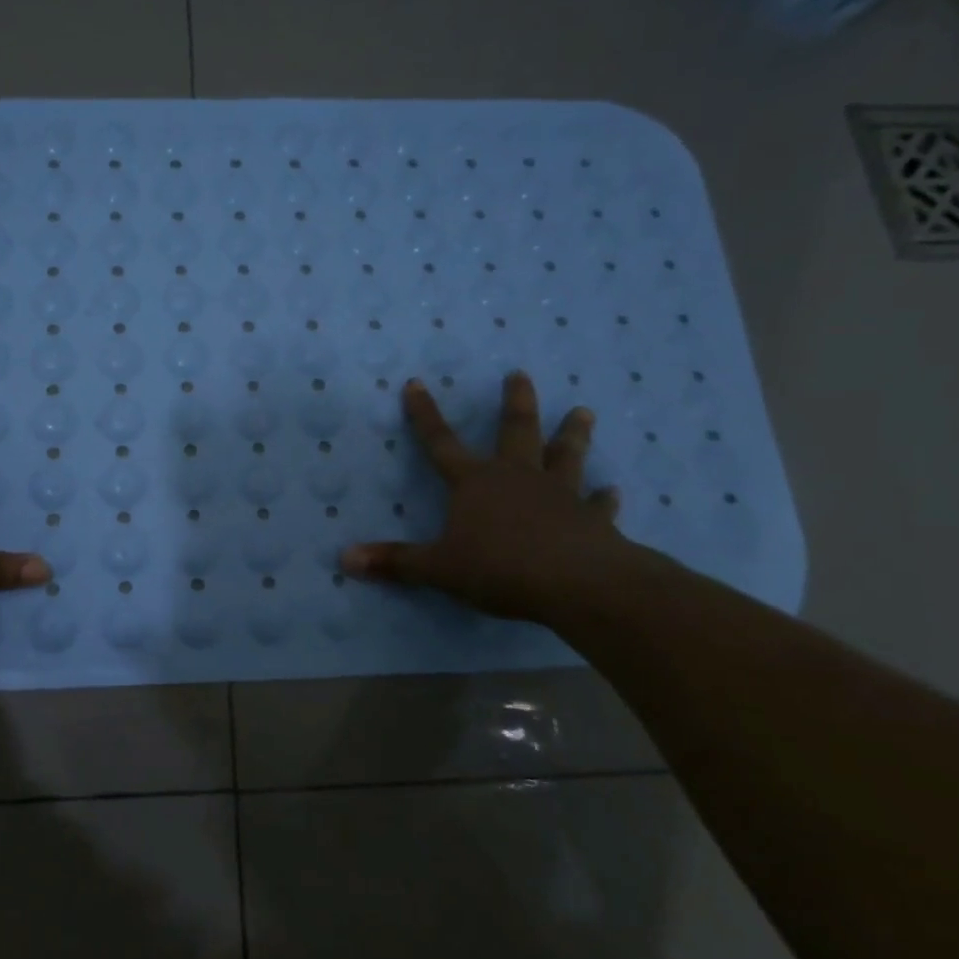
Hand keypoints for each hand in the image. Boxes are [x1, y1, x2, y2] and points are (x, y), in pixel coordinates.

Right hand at [341, 371, 627, 622]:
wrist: (577, 583)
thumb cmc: (500, 568)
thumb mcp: (438, 568)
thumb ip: (395, 563)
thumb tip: (345, 558)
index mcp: (475, 483)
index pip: (440, 442)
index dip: (424, 414)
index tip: (416, 383)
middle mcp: (517, 477)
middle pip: (515, 431)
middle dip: (515, 402)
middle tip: (520, 374)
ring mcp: (559, 495)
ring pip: (565, 455)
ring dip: (572, 434)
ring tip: (583, 411)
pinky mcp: (592, 519)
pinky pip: (598, 504)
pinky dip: (604, 498)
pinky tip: (613, 491)